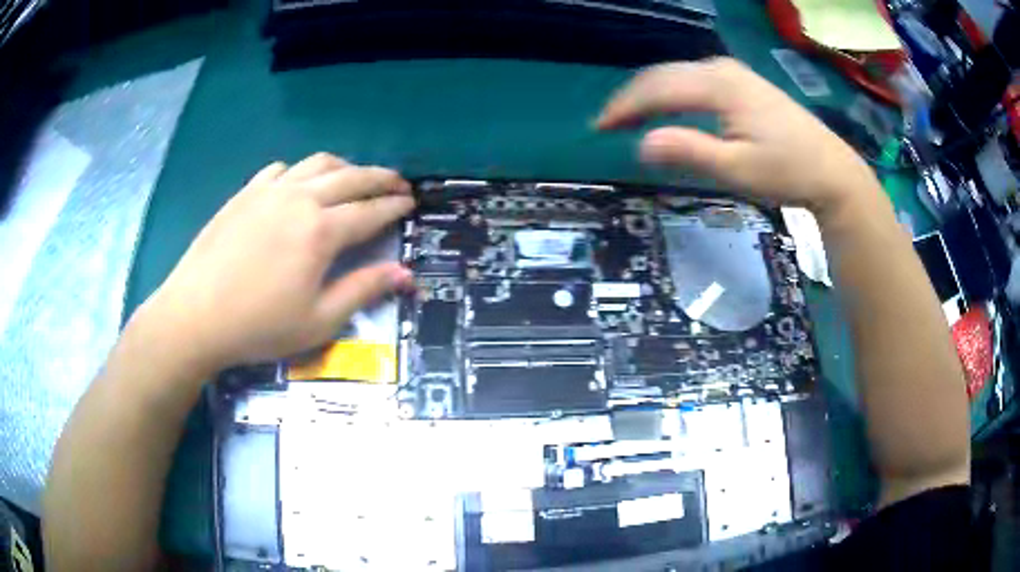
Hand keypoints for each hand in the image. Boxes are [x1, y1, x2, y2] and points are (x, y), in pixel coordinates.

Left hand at [138, 153, 414, 374]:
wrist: (195, 315)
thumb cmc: (259, 326)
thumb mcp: (318, 320)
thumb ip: (363, 290)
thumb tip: (405, 273)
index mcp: (321, 231)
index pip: (370, 211)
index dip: (395, 206)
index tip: (411, 203)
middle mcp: (300, 198)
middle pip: (351, 177)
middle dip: (380, 178)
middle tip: (398, 183)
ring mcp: (270, 191)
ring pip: (318, 163)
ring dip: (345, 167)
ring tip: (355, 178)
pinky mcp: (246, 193)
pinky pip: (281, 169)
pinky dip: (301, 172)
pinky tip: (300, 186)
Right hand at [596, 57, 880, 219]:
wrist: (831, 170)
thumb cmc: (786, 172)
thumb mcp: (737, 169)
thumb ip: (689, 152)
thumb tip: (641, 144)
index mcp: (717, 86)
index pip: (657, 88)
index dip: (624, 106)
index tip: (599, 127)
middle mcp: (721, 69)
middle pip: (663, 75)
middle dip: (632, 98)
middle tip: (608, 124)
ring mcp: (733, 73)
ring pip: (678, 75)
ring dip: (650, 94)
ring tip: (631, 117)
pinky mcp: (742, 83)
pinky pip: (694, 80)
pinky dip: (672, 93)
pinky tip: (668, 107)